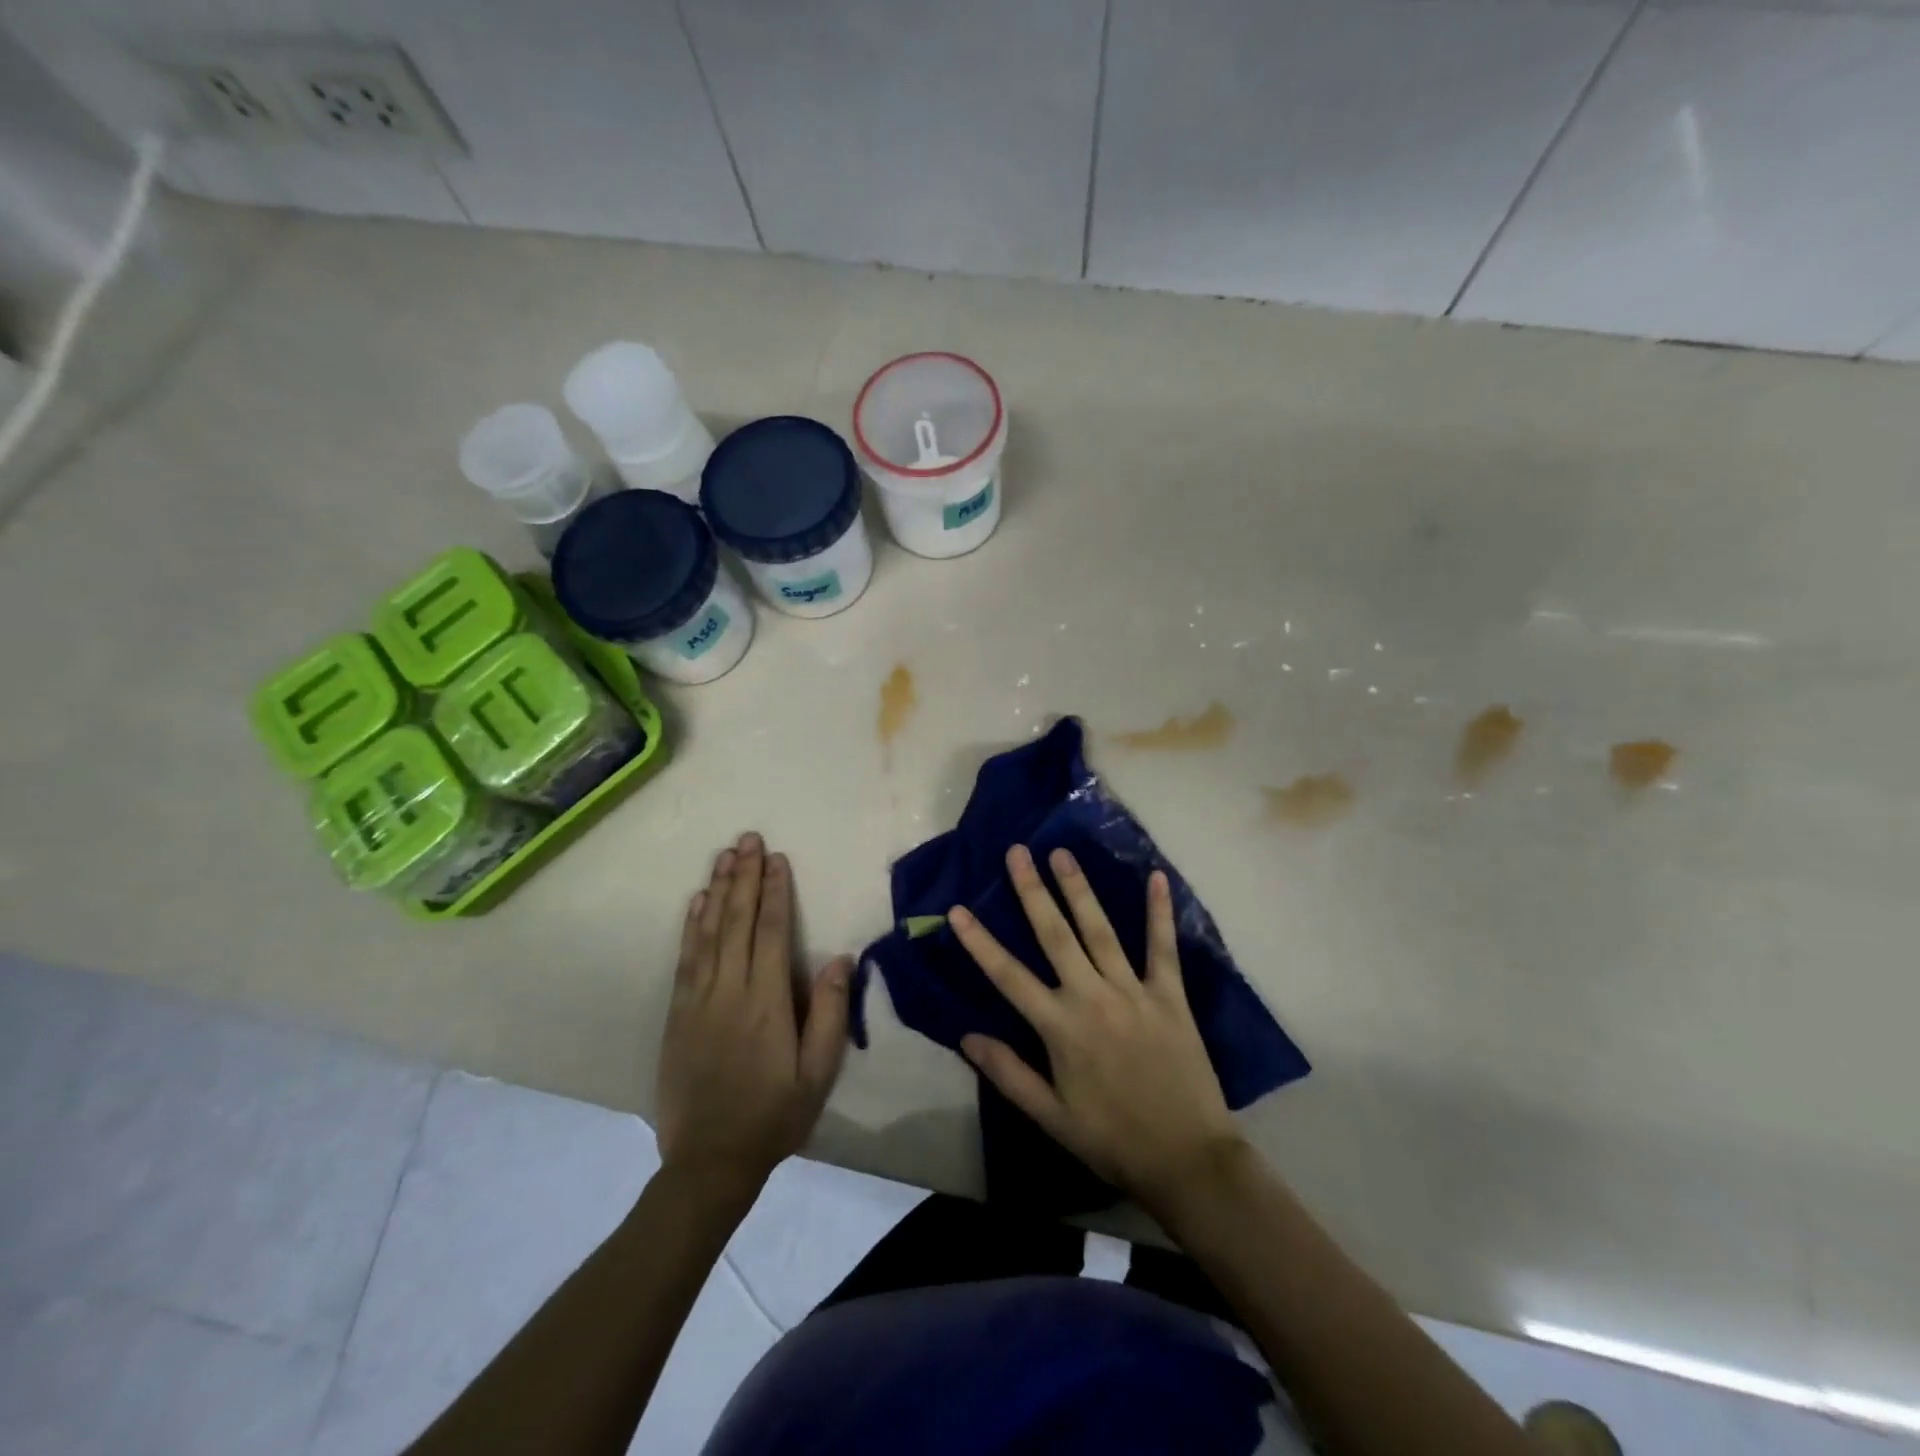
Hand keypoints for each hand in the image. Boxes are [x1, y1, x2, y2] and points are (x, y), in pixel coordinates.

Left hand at [656, 833, 851, 1194]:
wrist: (709, 1161)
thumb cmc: (774, 1115)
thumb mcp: (818, 1073)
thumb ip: (831, 1012)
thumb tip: (842, 957)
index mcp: (767, 1002)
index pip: (772, 932)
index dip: (775, 892)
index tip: (777, 858)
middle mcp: (729, 990)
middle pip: (738, 921)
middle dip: (744, 877)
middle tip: (748, 838)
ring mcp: (698, 1000)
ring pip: (708, 932)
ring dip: (718, 890)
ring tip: (724, 856)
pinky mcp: (677, 1014)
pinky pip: (685, 959)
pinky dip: (690, 926)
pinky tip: (696, 902)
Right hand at [950, 845, 1244, 1216]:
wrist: (1187, 1159)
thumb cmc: (1112, 1139)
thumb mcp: (1051, 1116)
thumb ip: (1008, 1072)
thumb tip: (966, 1036)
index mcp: (1059, 1027)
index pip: (1008, 975)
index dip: (980, 941)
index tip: (958, 908)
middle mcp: (1092, 997)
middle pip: (1055, 935)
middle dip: (1032, 891)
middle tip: (1018, 852)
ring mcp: (1133, 991)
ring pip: (1100, 930)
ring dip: (1079, 889)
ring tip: (1062, 853)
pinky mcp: (1170, 995)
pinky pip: (1163, 947)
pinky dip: (1160, 912)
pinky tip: (1157, 877)